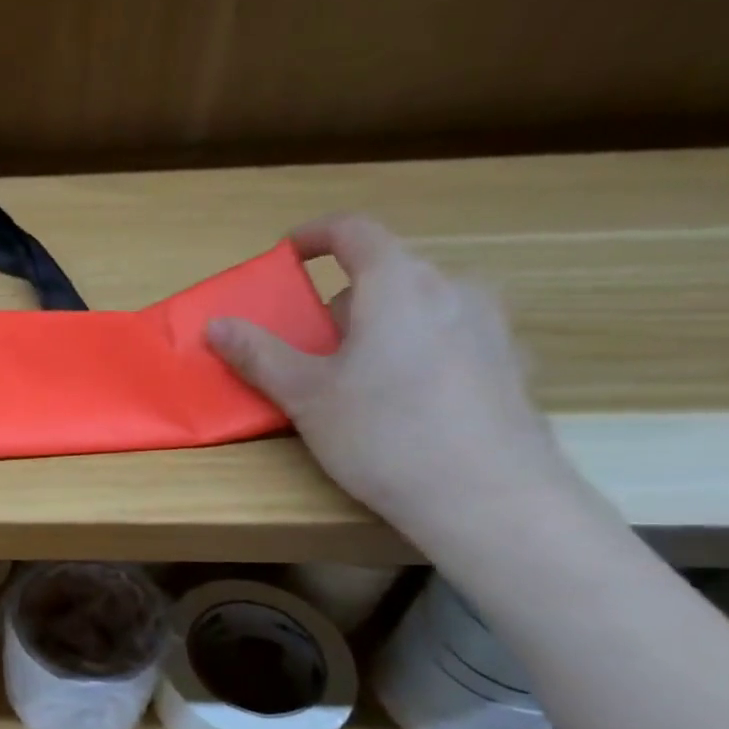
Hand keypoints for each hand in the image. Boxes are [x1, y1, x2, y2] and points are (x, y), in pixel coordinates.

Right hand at [206, 215, 570, 536]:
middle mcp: (452, 289)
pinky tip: (407, 403)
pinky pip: (451, 337)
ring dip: (381, 325)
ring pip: (421, 306)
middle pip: (386, 273)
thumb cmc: (384, 433)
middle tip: (311, 345)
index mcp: (398, 284)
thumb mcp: (305, 395)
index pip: (354, 230)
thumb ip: (259, 354)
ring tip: (358, 378)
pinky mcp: (511, 364)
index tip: (286, 254)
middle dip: (341, 300)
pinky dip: (418, 350)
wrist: (489, 498)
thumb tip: (216, 325)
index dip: (314, 235)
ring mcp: (491, 325)